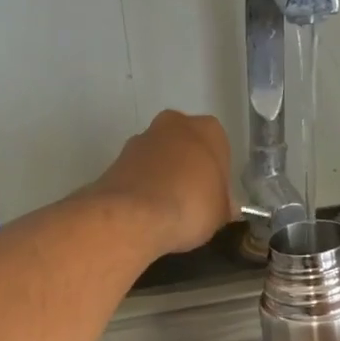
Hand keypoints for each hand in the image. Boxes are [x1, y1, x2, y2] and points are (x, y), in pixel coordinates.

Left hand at [91, 111, 234, 254]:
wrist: (133, 216)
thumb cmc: (191, 207)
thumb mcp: (221, 213)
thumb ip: (222, 204)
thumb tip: (221, 207)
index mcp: (208, 130)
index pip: (219, 149)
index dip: (217, 176)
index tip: (213, 198)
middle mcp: (174, 124)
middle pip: (186, 146)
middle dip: (188, 169)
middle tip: (192, 202)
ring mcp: (141, 139)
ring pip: (159, 157)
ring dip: (163, 176)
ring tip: (166, 211)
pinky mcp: (116, 158)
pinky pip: (138, 173)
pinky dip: (143, 187)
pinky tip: (146, 212)